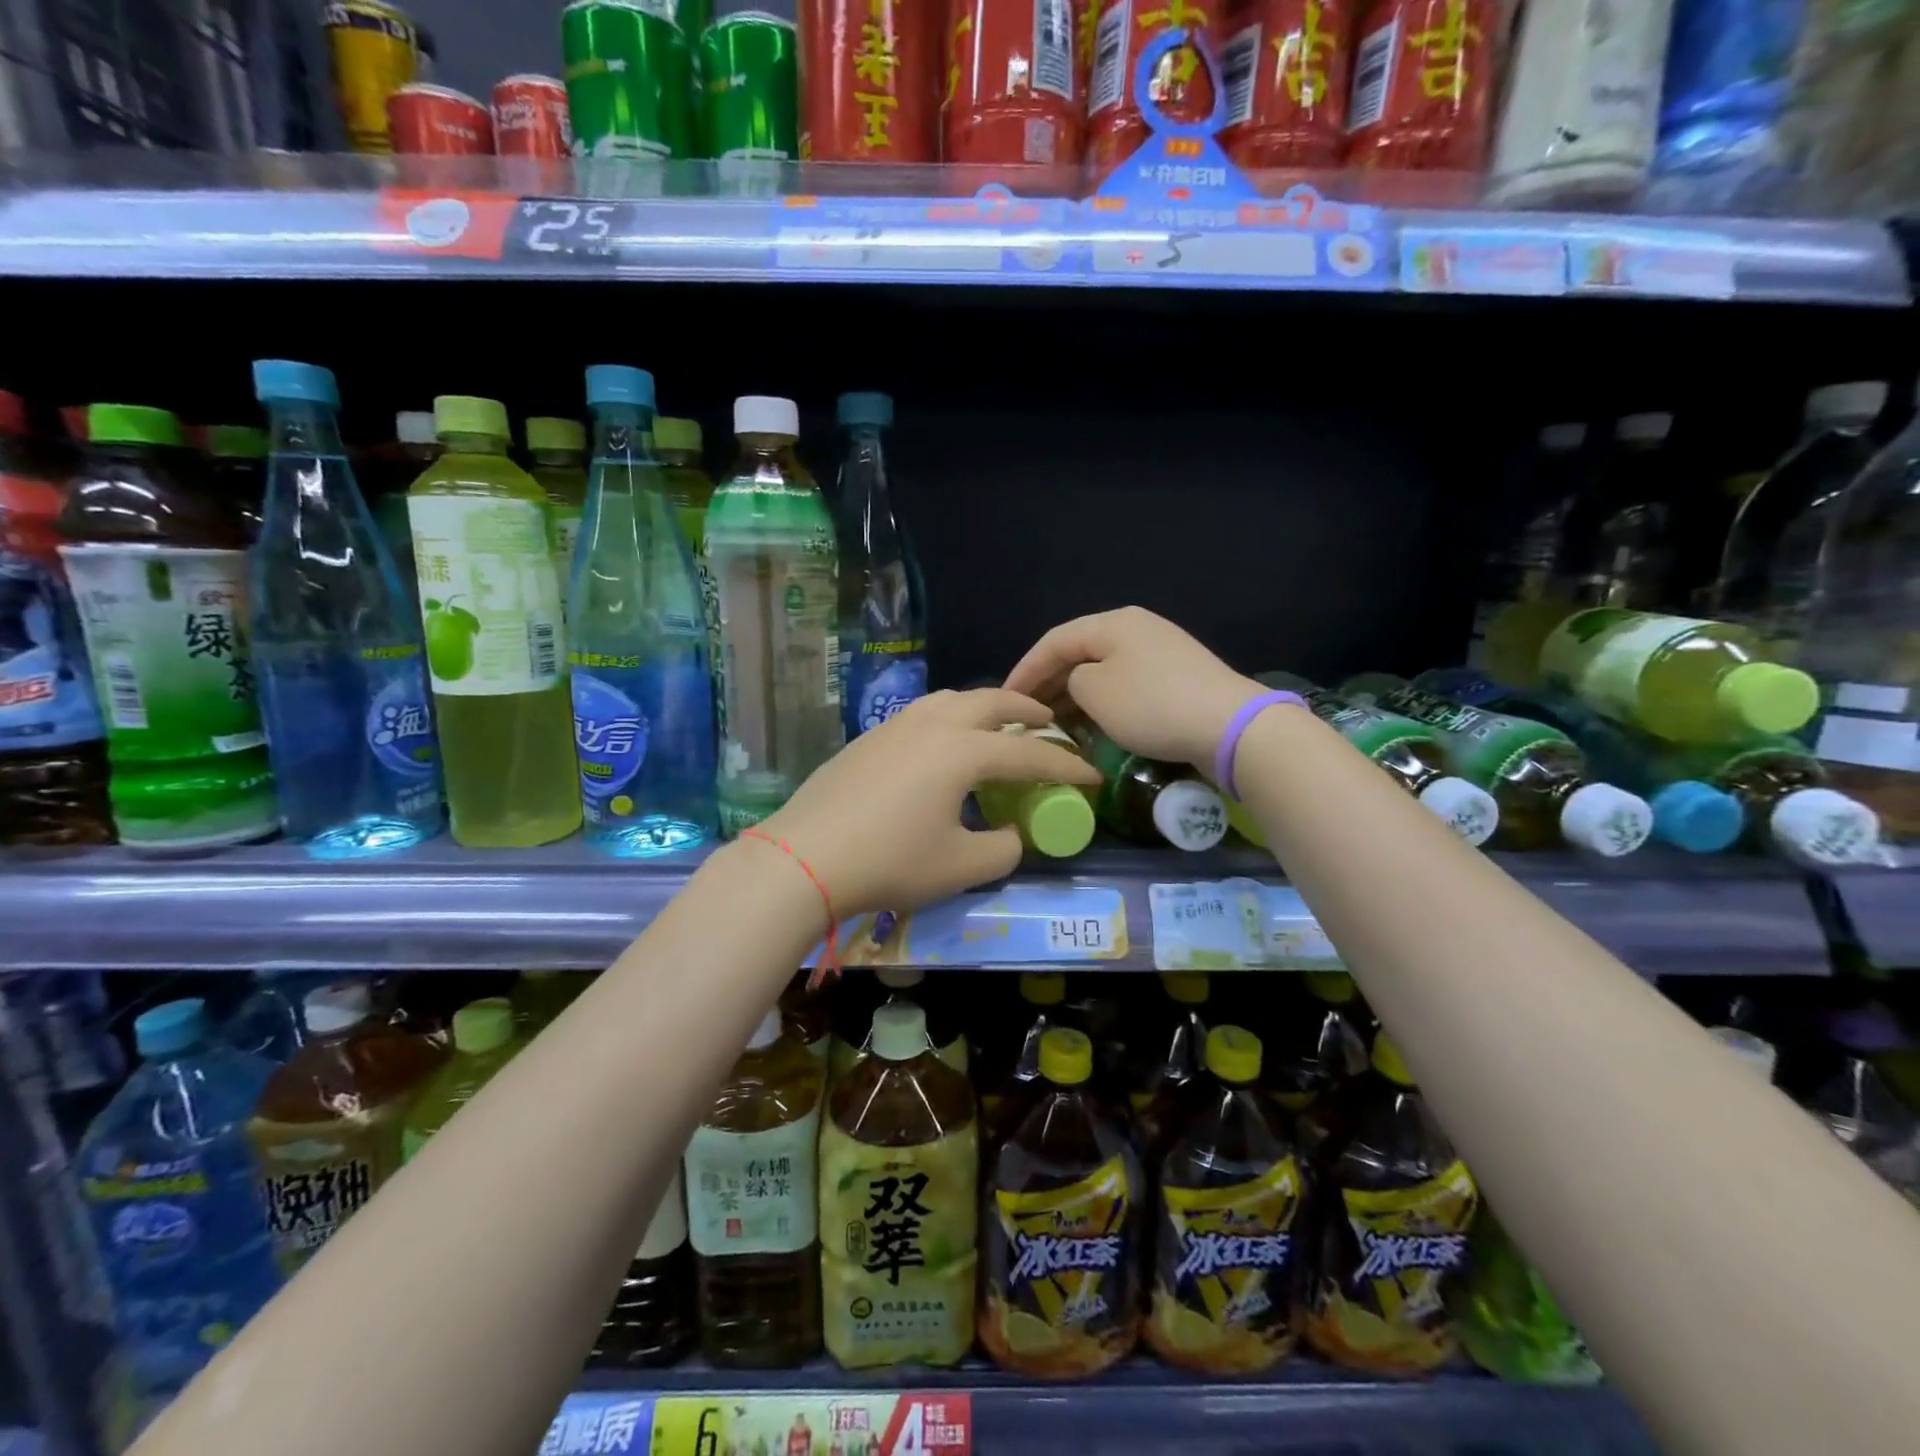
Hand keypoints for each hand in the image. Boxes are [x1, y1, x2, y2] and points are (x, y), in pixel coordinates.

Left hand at [751, 688, 1100, 916]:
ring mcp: (895, 726)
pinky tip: (942, 740)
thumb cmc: (891, 862)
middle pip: (991, 702)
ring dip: (983, 705)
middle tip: (1047, 722)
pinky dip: (949, 715)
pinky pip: (923, 712)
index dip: (1065, 767)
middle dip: (1026, 710)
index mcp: (963, 751)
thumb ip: (1002, 848)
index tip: (1091, 775)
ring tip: (996, 722)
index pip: (1028, 756)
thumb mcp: (960, 866)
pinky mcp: (869, 738)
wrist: (805, 857)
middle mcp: (933, 725)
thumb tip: (1009, 833)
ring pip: (951, 698)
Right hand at [1004, 606, 1261, 771]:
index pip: (1054, 641)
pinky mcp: (1175, 678)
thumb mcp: (1094, 692)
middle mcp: (1136, 628)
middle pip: (1079, 652)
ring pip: (1102, 670)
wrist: (1229, 726)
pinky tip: (1092, 724)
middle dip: (1049, 683)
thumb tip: (1079, 684)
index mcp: (1113, 622)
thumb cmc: (1152, 705)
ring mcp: (1160, 652)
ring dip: (1075, 696)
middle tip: (1027, 713)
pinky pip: (1125, 685)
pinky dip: (1102, 703)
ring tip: (1054, 723)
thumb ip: (1070, 681)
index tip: (1005, 699)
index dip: (1025, 669)